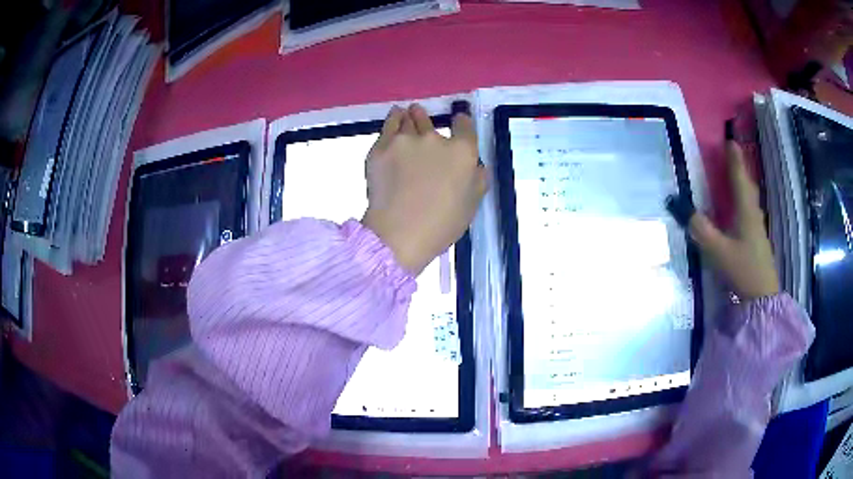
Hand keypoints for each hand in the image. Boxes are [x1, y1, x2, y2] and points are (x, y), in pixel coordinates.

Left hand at [361, 104, 487, 274]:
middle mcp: (434, 139)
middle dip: (427, 119)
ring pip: (407, 119)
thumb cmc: (441, 225)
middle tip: (422, 118)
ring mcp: (405, 141)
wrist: (398, 234)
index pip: (465, 125)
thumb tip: (476, 165)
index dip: (462, 124)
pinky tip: (394, 118)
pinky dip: (393, 120)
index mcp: (462, 153)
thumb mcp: (471, 205)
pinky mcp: (381, 147)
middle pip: (430, 120)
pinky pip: (388, 125)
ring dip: (409, 116)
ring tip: (405, 114)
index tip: (458, 125)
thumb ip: (478, 179)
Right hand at [686, 139, 779, 300]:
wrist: (761, 297)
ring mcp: (756, 227)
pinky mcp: (756, 239)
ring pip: (749, 197)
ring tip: (735, 174)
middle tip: (732, 154)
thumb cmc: (742, 269)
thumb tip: (679, 205)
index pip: (739, 177)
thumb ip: (700, 229)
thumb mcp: (718, 250)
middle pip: (747, 185)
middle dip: (739, 168)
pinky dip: (743, 199)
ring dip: (742, 183)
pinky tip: (739, 207)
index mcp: (745, 211)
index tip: (730, 140)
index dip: (734, 159)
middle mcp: (752, 214)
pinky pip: (749, 209)